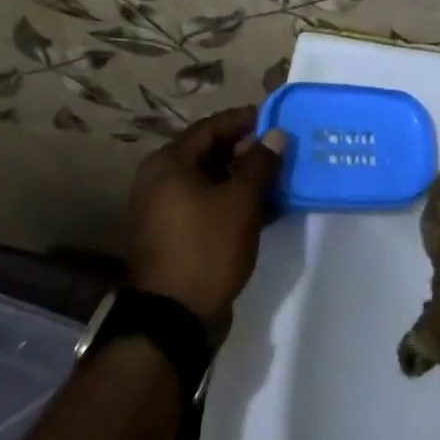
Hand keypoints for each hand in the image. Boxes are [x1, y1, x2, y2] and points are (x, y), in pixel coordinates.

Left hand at [128, 106, 287, 337]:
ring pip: (210, 180)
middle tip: (279, 149)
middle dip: (246, 150)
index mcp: (168, 164)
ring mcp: (165, 211)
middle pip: (209, 153)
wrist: (174, 322)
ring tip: (278, 177)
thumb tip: (275, 134)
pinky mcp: (176, 236)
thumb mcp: (240, 200)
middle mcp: (160, 181)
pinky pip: (207, 205)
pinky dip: (233, 201)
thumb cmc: (206, 248)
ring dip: (242, 177)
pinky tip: (265, 207)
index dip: (243, 120)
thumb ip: (260, 162)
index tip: (273, 118)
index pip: (210, 127)